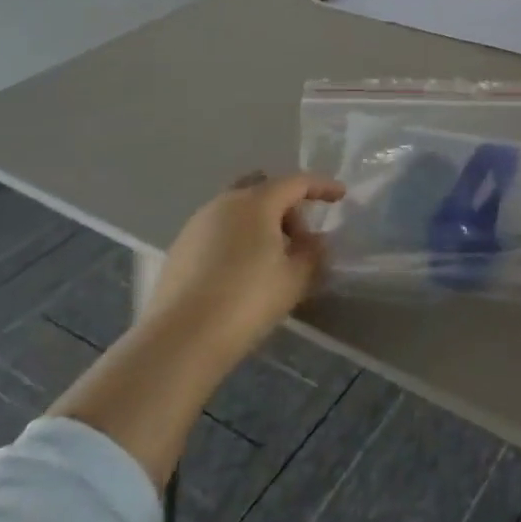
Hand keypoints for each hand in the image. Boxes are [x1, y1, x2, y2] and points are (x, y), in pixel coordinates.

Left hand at [143, 170, 343, 375]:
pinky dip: (238, 240)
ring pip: (239, 211)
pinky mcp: (179, 248)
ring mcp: (197, 224)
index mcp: (256, 202)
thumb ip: (313, 254)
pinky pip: (219, 231)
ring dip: (261, 225)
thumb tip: (315, 242)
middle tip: (300, 242)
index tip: (340, 195)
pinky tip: (241, 274)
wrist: (180, 339)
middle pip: (264, 190)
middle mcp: (224, 202)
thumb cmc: (247, 300)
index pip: (297, 182)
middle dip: (287, 208)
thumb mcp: (294, 279)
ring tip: (272, 261)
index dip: (322, 187)